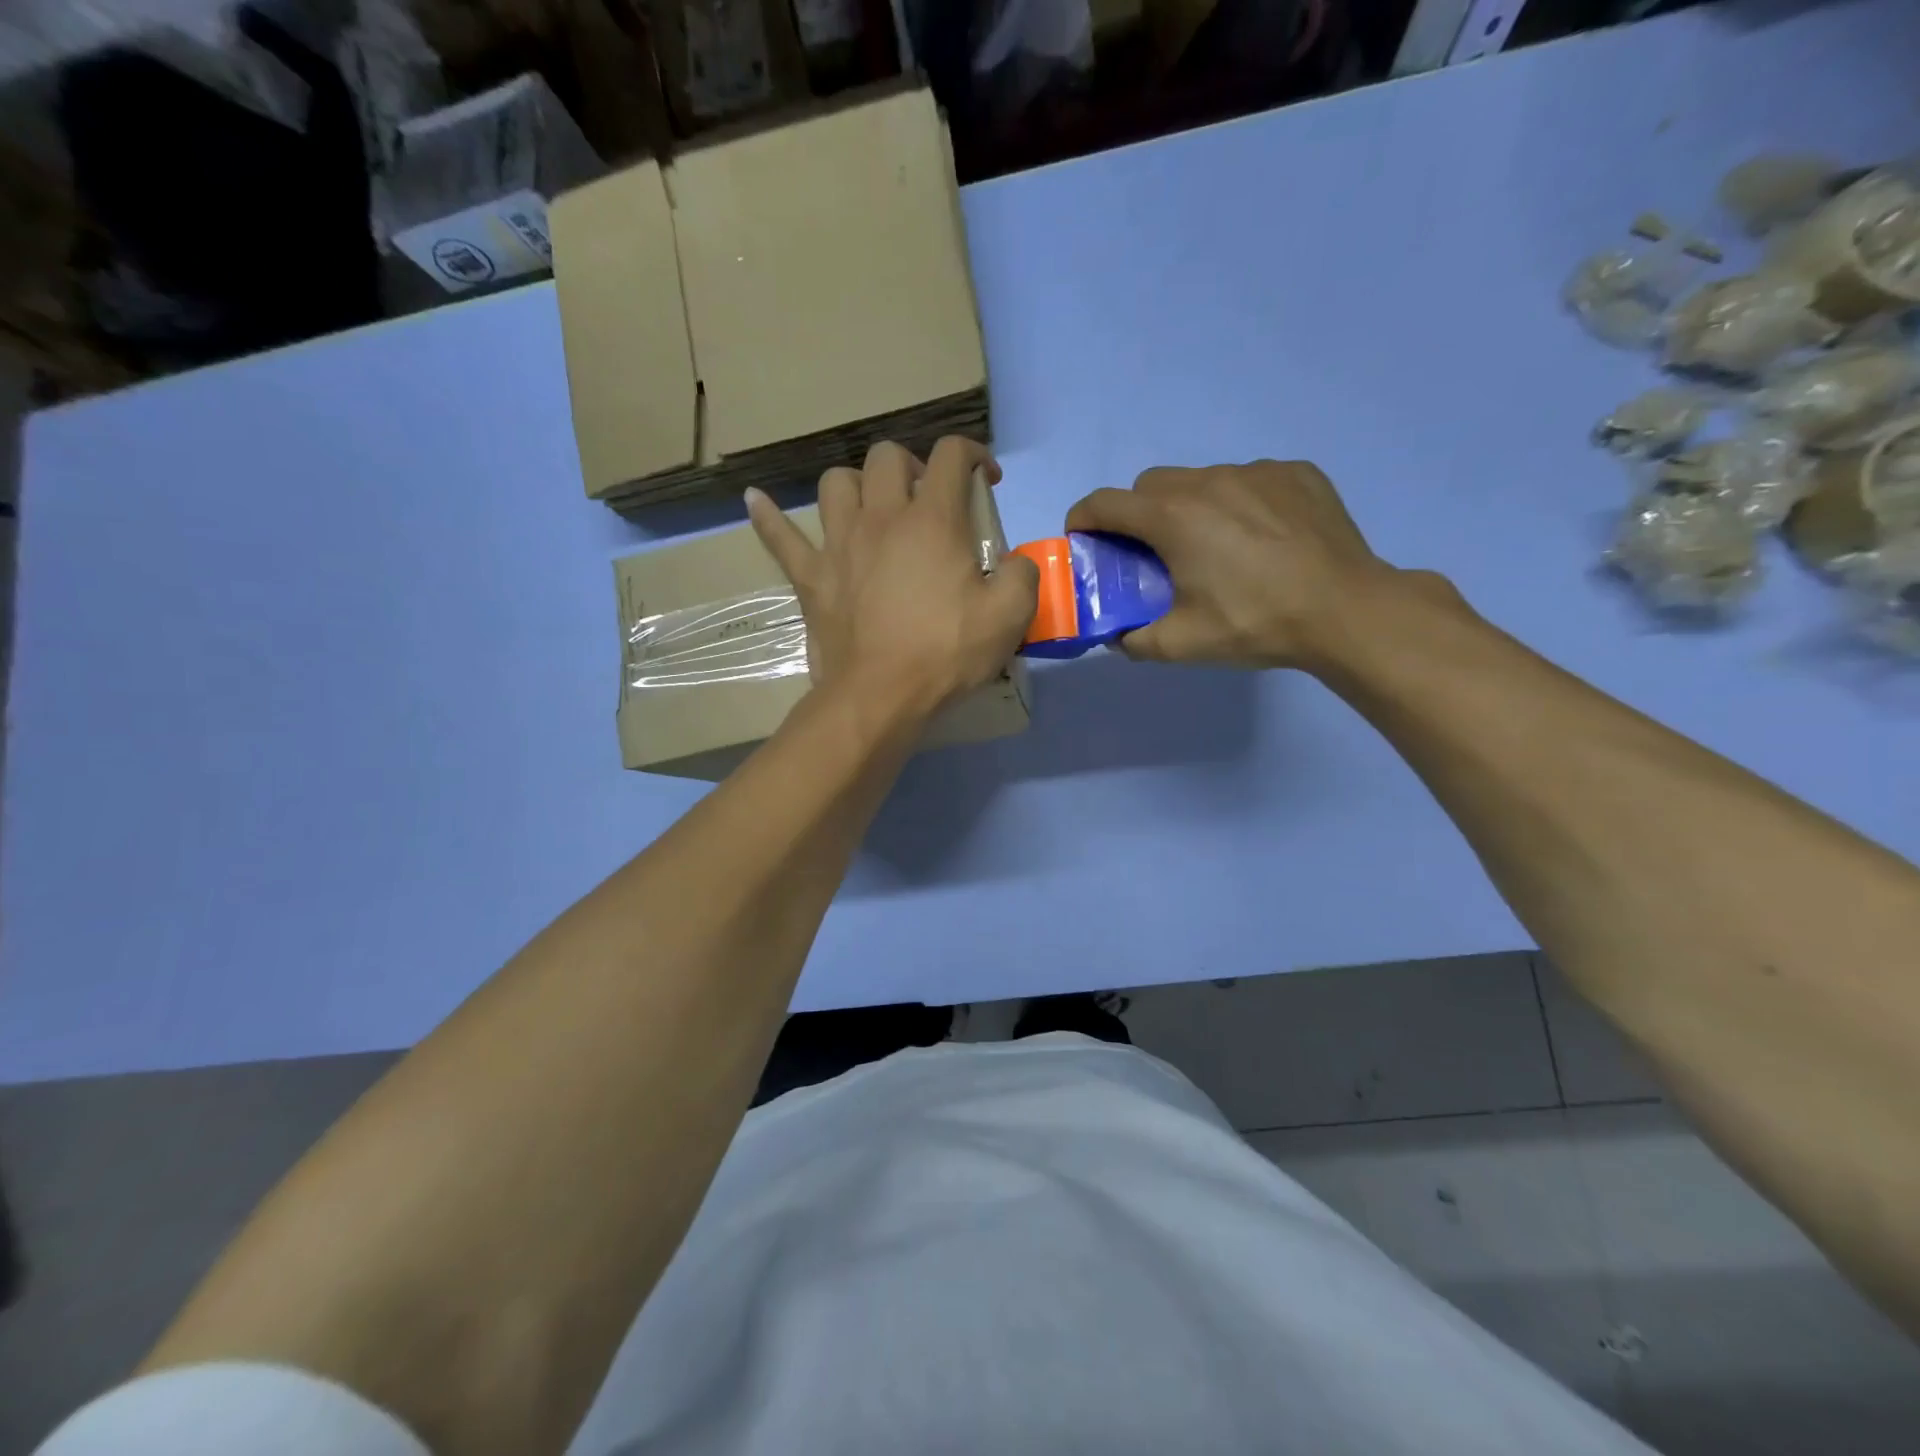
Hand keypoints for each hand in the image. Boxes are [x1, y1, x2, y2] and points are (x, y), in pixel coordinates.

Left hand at [747, 438, 1038, 720]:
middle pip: (888, 458)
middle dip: (913, 467)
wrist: (880, 697)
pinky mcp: (811, 577)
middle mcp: (881, 517)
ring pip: (837, 484)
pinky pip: (780, 537)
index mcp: (932, 520)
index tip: (987, 480)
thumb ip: (1022, 574)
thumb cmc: (945, 653)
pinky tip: (755, 499)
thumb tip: (1013, 562)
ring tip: (872, 508)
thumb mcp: (1010, 616)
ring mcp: (839, 544)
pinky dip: (767, 517)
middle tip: (928, 500)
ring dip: (858, 485)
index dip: (975, 454)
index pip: (953, 455)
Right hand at [1065, 461, 1403, 672]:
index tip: (1085, 540)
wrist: (1345, 611)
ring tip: (1216, 547)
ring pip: (1201, 479)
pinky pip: (1250, 480)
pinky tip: (1262, 538)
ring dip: (1190, 506)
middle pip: (1150, 484)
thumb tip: (1117, 636)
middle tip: (1154, 552)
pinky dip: (1240, 503)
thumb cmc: (1254, 624)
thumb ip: (1133, 640)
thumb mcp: (1181, 644)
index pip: (1105, 502)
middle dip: (1137, 513)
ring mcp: (1257, 471)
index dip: (1084, 519)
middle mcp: (1208, 481)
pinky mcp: (1296, 473)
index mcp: (1172, 517)